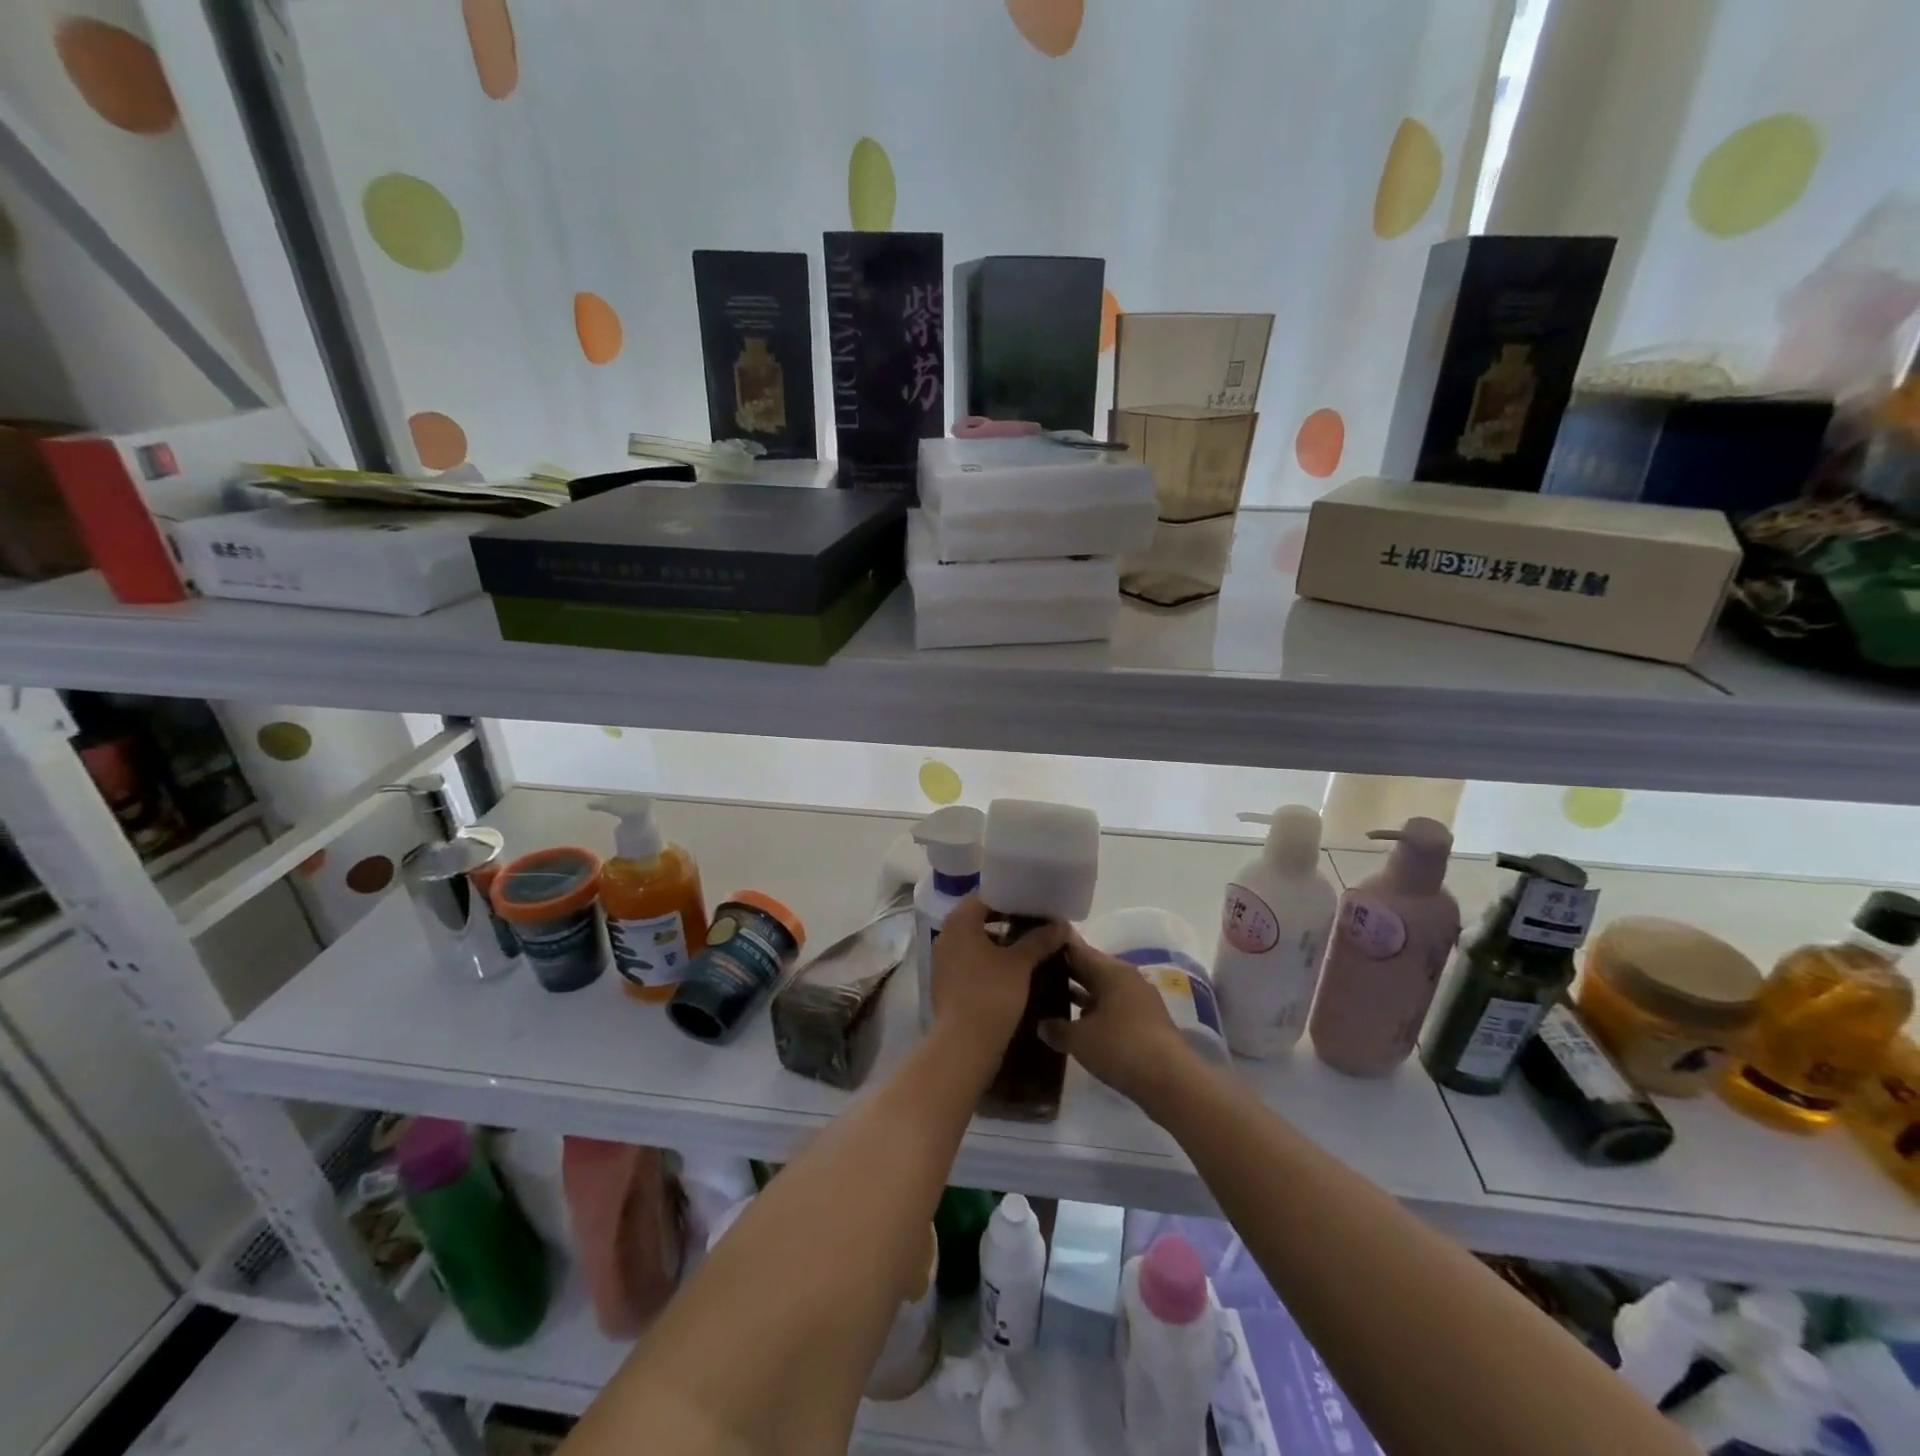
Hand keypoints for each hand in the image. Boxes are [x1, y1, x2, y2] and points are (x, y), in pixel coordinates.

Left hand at [928, 895, 1069, 1058]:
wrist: (964, 1044)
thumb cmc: (991, 994)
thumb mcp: (1020, 964)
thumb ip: (1039, 939)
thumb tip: (1061, 925)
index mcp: (959, 922)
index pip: (985, 895)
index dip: (1010, 897)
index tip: (1034, 903)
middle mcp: (946, 935)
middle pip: (978, 917)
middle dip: (1007, 918)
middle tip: (1035, 923)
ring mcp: (943, 960)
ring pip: (975, 940)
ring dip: (999, 940)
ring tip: (1028, 946)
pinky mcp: (946, 982)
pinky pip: (969, 959)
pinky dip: (989, 959)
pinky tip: (1012, 970)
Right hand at [1039, 937, 1198, 1110]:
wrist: (1172, 1081)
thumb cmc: (1121, 1048)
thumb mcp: (1080, 1040)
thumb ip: (1056, 1029)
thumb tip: (1041, 1024)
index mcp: (1111, 971)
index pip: (1077, 949)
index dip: (1055, 947)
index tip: (1034, 947)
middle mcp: (1127, 978)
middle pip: (1091, 968)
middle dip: (1066, 972)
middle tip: (1036, 974)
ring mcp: (1139, 1000)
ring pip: (1102, 990)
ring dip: (1080, 995)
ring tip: (1051, 1000)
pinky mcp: (1146, 1022)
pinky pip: (1113, 1008)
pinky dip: (1095, 1012)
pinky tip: (1078, 1024)